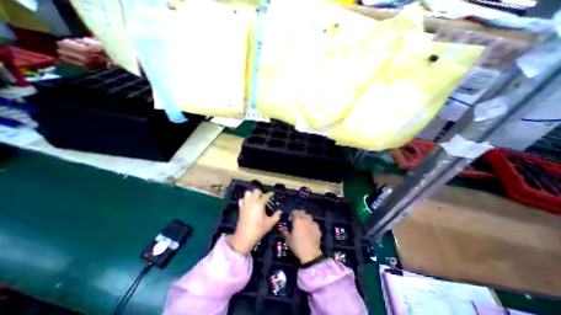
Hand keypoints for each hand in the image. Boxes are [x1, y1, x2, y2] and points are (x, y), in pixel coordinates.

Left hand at [228, 189, 280, 253]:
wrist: (244, 236)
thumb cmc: (258, 229)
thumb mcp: (269, 223)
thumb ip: (276, 216)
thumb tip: (280, 211)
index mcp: (259, 203)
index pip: (266, 195)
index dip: (270, 194)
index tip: (272, 193)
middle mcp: (252, 201)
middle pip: (256, 191)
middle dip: (261, 193)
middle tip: (264, 197)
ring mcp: (245, 204)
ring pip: (248, 193)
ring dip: (252, 194)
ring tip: (256, 199)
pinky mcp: (240, 208)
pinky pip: (242, 199)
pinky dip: (245, 199)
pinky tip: (248, 203)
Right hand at [279, 211, 318, 264]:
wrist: (310, 254)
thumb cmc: (297, 246)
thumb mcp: (288, 239)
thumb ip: (284, 232)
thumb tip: (281, 228)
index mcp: (297, 220)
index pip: (295, 211)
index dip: (292, 214)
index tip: (290, 220)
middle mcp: (305, 220)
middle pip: (302, 212)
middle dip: (299, 214)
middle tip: (296, 221)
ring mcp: (312, 223)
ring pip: (309, 216)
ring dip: (305, 218)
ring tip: (303, 224)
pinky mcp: (318, 228)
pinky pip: (314, 223)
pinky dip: (311, 224)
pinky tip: (310, 230)